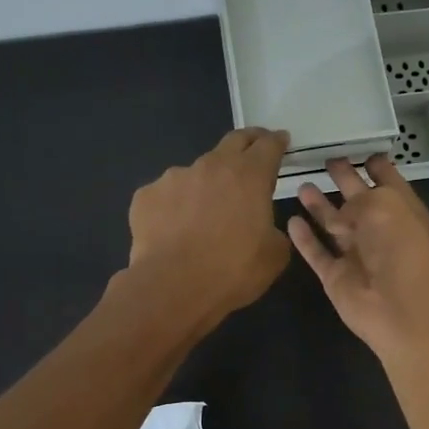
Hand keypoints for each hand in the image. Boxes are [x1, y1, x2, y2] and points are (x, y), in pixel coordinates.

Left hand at [124, 127, 291, 329]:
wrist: (173, 287)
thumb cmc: (232, 270)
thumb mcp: (274, 256)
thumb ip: (274, 232)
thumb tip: (264, 228)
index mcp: (249, 175)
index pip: (268, 145)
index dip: (277, 142)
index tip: (281, 141)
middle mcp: (211, 166)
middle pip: (233, 142)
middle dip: (248, 142)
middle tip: (253, 150)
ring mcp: (174, 178)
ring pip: (197, 172)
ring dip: (207, 183)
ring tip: (205, 212)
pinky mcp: (146, 196)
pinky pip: (167, 196)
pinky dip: (175, 206)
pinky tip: (174, 230)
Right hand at [287, 155, 428, 359]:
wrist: (400, 308)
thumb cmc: (401, 248)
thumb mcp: (384, 206)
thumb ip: (358, 199)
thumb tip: (339, 213)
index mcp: (401, 210)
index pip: (388, 181)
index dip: (376, 165)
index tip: (360, 149)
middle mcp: (380, 231)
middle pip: (358, 200)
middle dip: (344, 180)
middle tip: (326, 160)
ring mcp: (357, 255)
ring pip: (334, 225)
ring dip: (319, 206)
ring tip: (302, 185)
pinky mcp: (336, 277)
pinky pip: (317, 253)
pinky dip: (304, 239)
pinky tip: (291, 221)